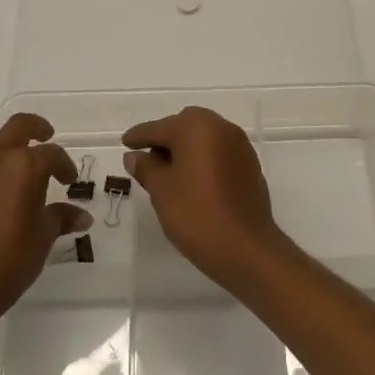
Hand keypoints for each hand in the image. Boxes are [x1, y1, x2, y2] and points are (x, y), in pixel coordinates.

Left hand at [0, 109, 91, 327]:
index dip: (64, 166)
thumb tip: (82, 216)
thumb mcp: (44, 237)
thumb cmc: (10, 260)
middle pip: (18, 124)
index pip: (53, 155)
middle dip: (36, 128)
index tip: (68, 180)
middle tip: (42, 139)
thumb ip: (61, 218)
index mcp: (26, 165)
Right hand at [121, 107, 290, 287]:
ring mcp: (239, 145)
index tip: (125, 142)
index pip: (158, 127)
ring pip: (204, 138)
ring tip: (169, 175)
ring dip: (185, 149)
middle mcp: (220, 127)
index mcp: (196, 126)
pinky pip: (219, 152)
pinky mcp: (250, 164)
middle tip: (147, 161)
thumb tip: (134, 155)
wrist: (247, 248)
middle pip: (184, 126)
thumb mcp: (162, 191)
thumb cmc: (197, 214)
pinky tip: (194, 182)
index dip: (139, 136)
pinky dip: (203, 160)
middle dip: (165, 140)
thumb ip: (146, 168)